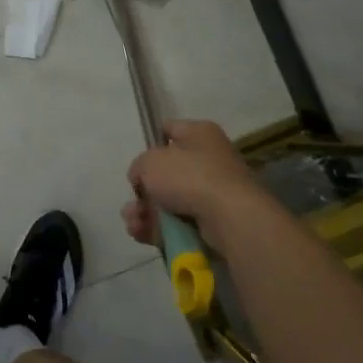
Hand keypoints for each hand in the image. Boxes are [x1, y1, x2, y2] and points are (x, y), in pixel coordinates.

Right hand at [123, 119, 261, 247]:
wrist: (229, 218)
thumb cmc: (189, 177)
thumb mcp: (151, 161)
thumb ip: (139, 166)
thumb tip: (143, 180)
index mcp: (200, 134)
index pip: (169, 129)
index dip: (150, 142)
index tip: (137, 161)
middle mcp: (209, 159)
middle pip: (166, 172)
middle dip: (144, 190)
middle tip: (133, 201)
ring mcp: (212, 192)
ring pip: (168, 201)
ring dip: (146, 212)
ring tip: (134, 222)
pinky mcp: (212, 220)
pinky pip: (177, 222)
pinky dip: (158, 228)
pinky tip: (141, 233)